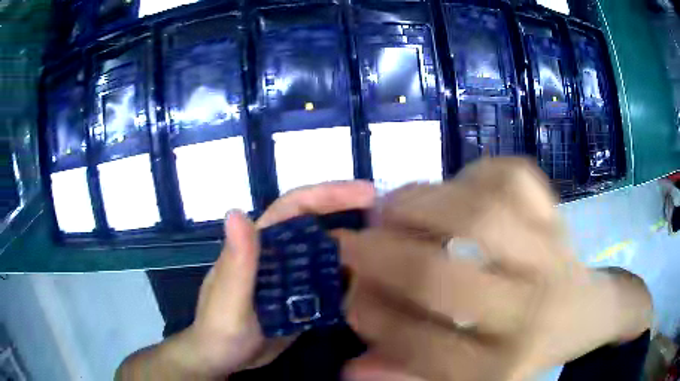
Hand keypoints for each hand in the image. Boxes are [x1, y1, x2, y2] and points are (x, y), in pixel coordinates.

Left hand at [116, 181, 375, 380]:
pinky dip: (348, 282)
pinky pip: (328, 283)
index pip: (295, 206)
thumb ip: (236, 262)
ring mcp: (290, 278)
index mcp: (258, 245)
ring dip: (355, 252)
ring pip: (327, 255)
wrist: (223, 360)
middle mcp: (277, 254)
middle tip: (390, 224)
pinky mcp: (299, 299)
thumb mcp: (227, 301)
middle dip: (351, 216)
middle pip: (318, 226)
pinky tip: (367, 290)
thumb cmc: (220, 330)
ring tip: (386, 259)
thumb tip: (237, 211)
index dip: (329, 194)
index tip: (367, 193)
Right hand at [337, 158, 651, 380]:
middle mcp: (528, 310)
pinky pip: (513, 175)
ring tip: (390, 208)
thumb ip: (413, 372)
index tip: (347, 296)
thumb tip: (352, 367)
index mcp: (502, 363)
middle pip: (441, 278)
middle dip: (379, 256)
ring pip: (478, 214)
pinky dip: (475, 171)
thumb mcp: (474, 377)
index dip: (371, 317)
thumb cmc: (529, 349)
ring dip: (419, 204)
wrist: (586, 313)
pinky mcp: (558, 214)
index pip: (419, 346)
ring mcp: (549, 253)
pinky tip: (458, 186)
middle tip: (350, 244)